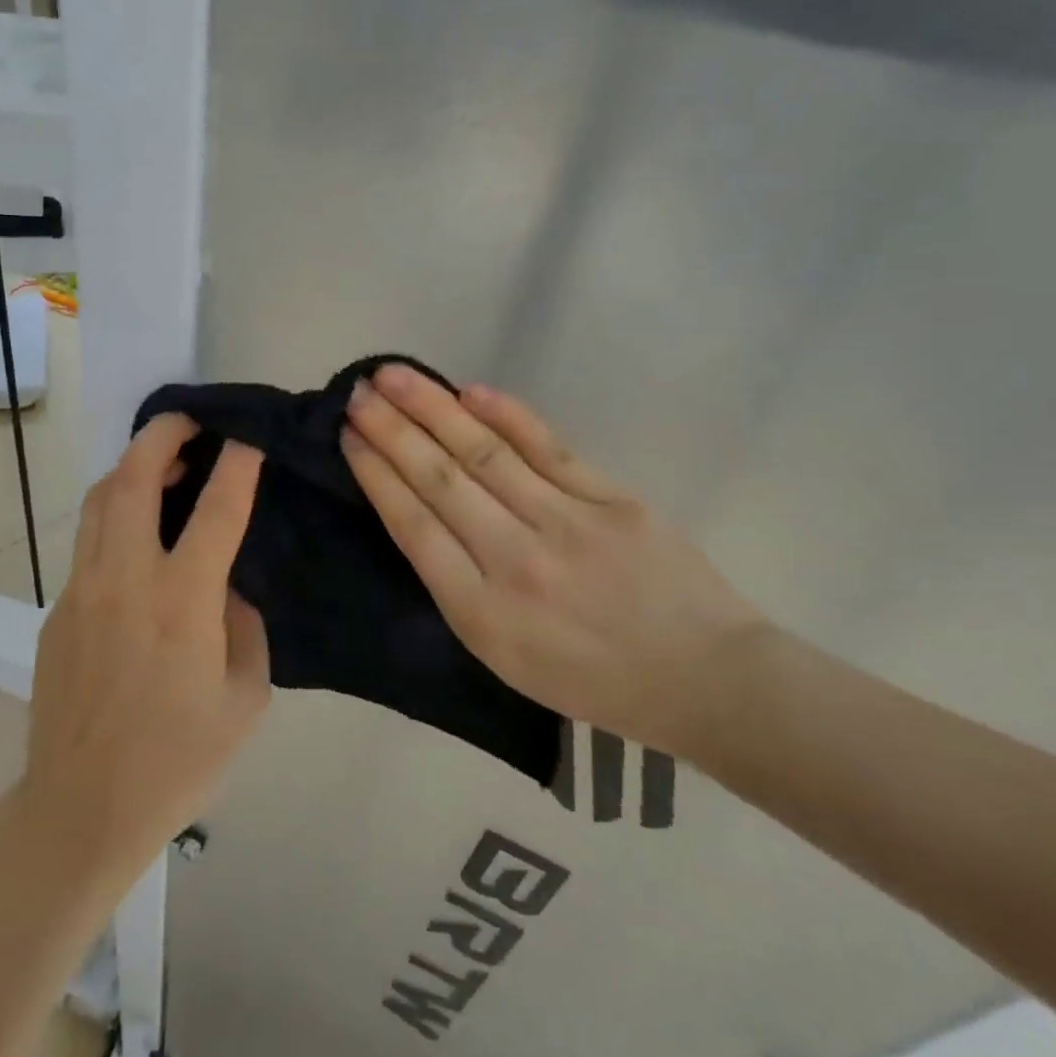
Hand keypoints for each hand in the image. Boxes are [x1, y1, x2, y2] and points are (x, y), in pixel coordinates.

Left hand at [18, 414, 270, 876]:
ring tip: (163, 462)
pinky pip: (89, 539)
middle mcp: (126, 578)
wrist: (80, 809)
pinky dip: (116, 513)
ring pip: (101, 498)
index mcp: (182, 601)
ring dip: (133, 466)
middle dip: (164, 433)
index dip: (237, 463)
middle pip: (134, 477)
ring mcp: (82, 588)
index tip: (249, 435)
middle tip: (191, 419)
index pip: (217, 509)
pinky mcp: (58, 606)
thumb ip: (244, 627)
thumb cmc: (177, 761)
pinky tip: (138, 533)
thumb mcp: (244, 698)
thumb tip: (226, 587)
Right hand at [341, 364, 765, 756]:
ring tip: (395, 376)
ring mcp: (567, 525)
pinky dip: (507, 415)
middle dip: (391, 431)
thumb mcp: (504, 657)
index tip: (349, 436)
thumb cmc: (593, 680)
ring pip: (485, 454)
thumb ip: (459, 587)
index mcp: (482, 614)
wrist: (706, 680)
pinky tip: (471, 390)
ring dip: (433, 409)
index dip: (377, 475)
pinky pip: (548, 448)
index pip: (414, 527)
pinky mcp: (612, 500)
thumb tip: (421, 512)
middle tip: (357, 392)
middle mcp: (516, 562)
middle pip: (440, 481)